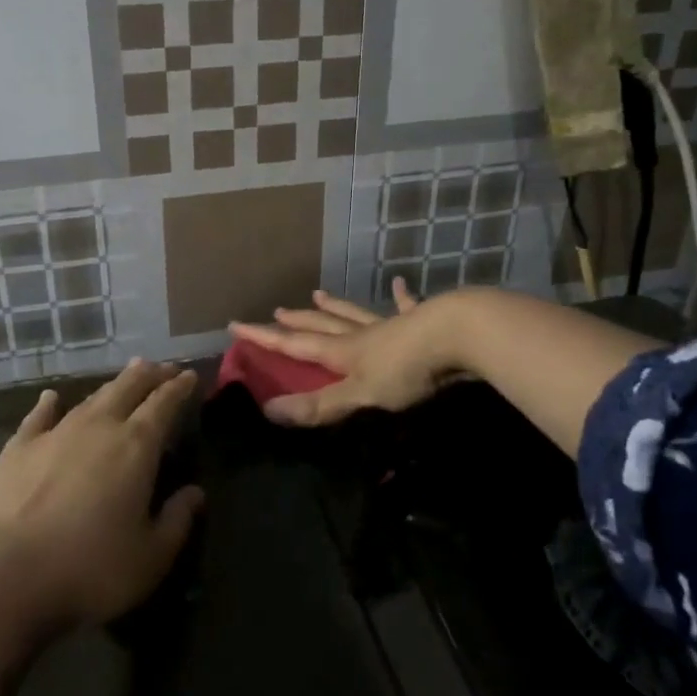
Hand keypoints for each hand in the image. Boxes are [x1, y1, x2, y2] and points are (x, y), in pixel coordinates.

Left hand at [0, 360, 204, 635]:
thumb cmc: (86, 569)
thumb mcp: (149, 558)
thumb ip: (177, 522)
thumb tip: (196, 494)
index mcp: (136, 447)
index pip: (164, 405)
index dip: (179, 388)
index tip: (190, 375)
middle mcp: (98, 428)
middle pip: (129, 389)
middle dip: (149, 375)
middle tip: (163, 368)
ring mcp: (54, 433)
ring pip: (91, 398)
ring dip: (113, 385)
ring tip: (127, 376)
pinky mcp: (18, 448)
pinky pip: (39, 417)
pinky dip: (49, 404)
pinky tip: (51, 398)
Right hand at [227, 281, 460, 426]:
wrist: (460, 335)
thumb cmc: (408, 369)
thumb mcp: (361, 395)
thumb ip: (320, 405)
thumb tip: (268, 411)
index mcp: (344, 352)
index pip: (295, 344)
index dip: (265, 337)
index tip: (236, 324)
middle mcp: (362, 335)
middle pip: (323, 325)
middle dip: (298, 321)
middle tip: (278, 311)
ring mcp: (391, 326)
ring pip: (355, 314)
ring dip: (336, 306)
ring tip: (319, 294)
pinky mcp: (422, 322)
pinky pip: (406, 307)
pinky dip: (401, 297)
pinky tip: (400, 284)